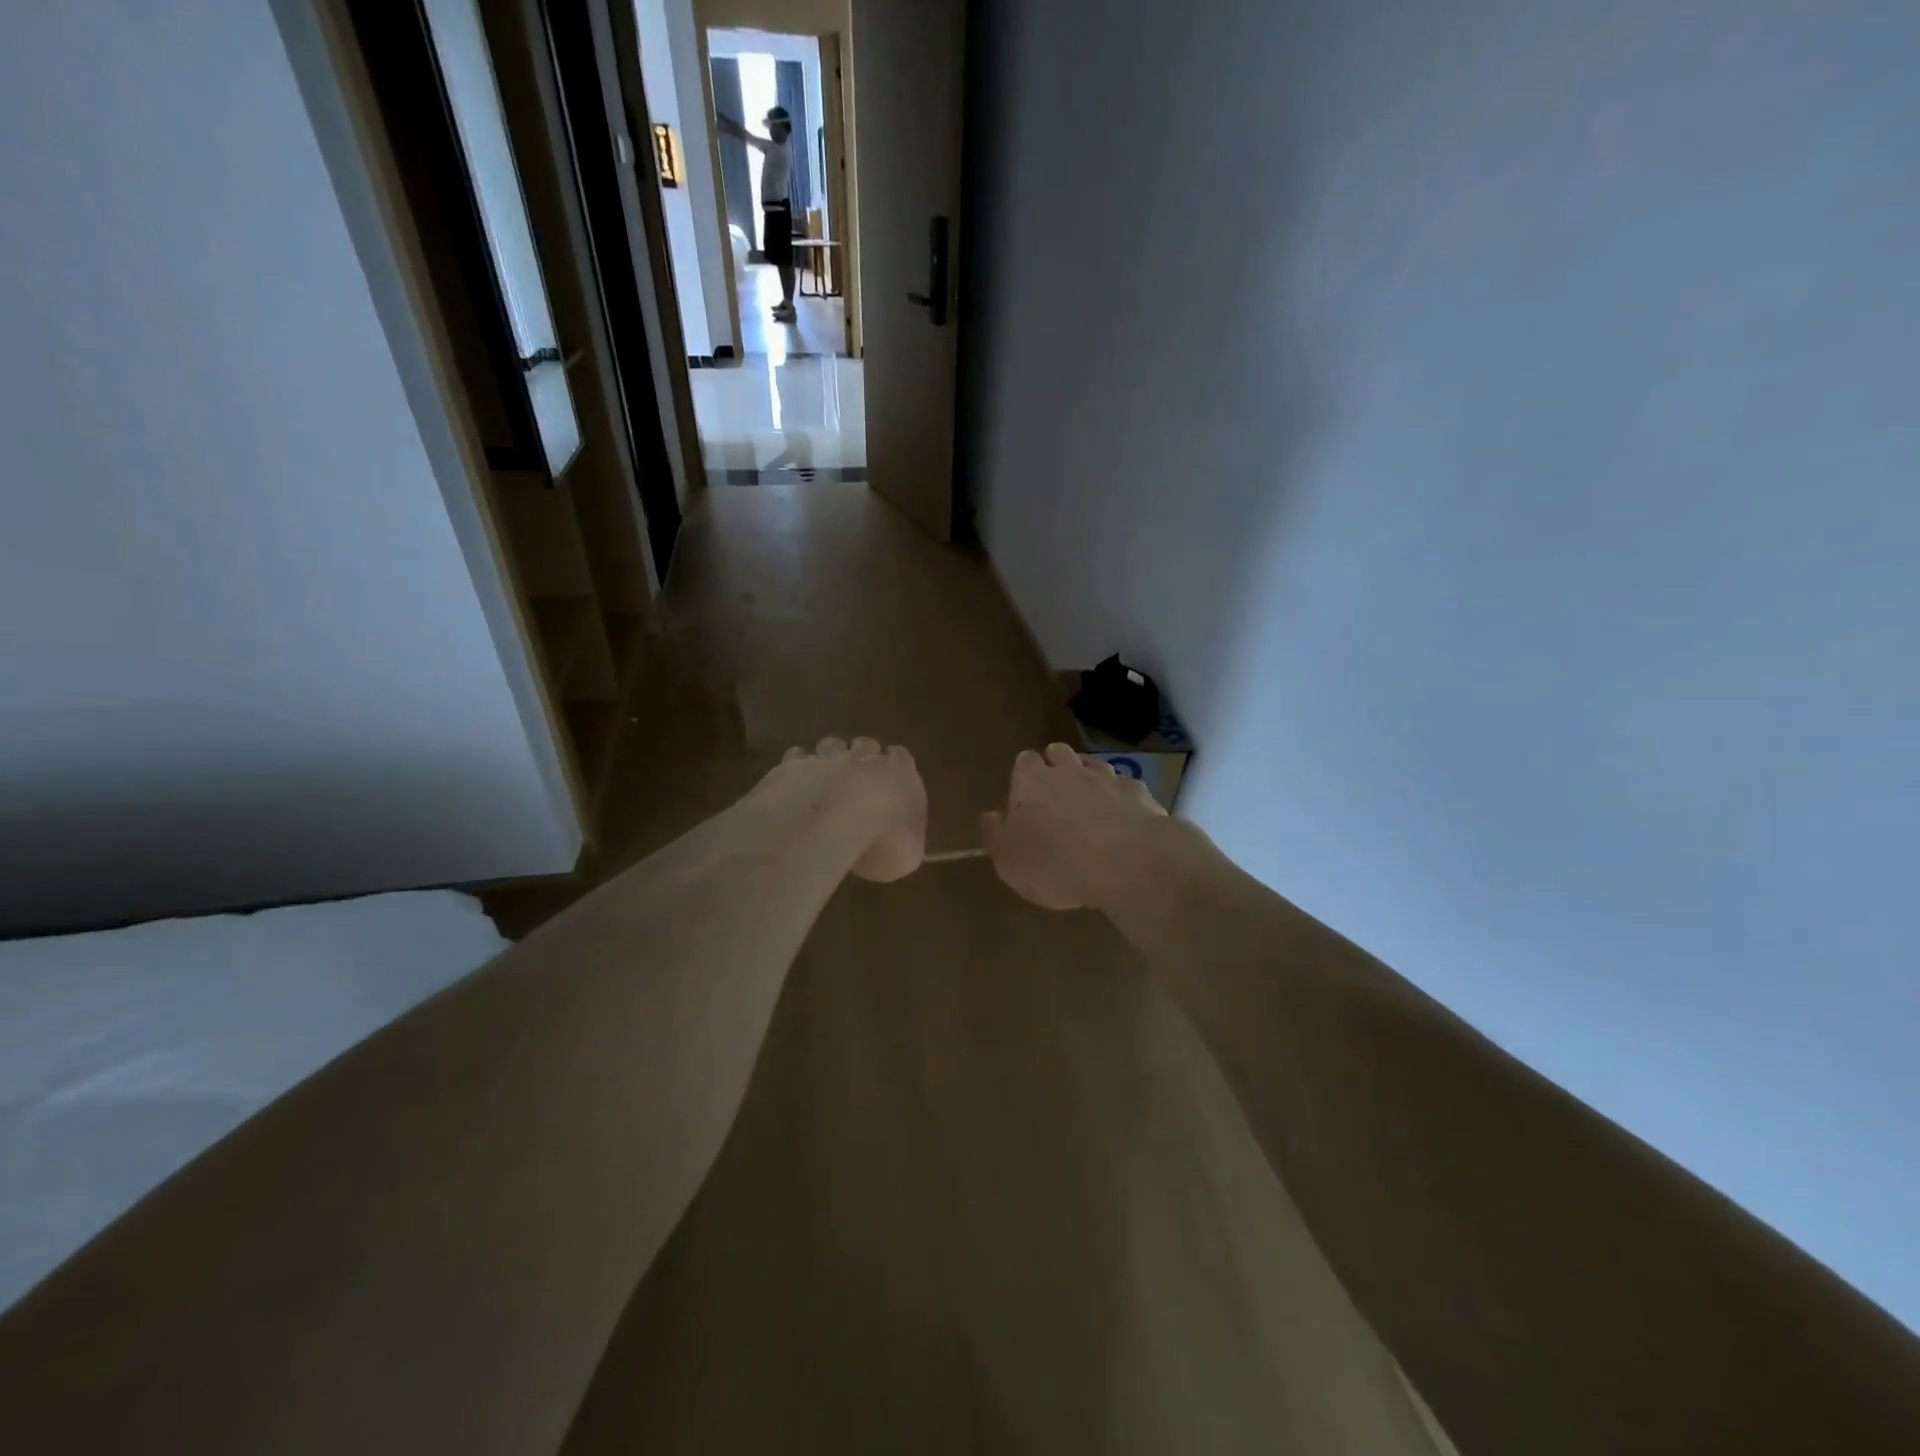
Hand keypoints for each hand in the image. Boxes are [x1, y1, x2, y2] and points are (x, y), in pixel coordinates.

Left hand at [774, 737, 926, 881]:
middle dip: (863, 758)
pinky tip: (795, 784)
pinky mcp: (794, 766)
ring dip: (830, 758)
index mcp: (900, 772)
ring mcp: (827, 758)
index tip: (891, 781)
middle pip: (866, 745)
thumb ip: (907, 844)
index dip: (895, 767)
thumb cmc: (883, 839)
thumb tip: (903, 850)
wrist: (830, 823)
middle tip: (858, 780)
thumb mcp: (908, 855)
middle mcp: (865, 757)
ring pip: (831, 745)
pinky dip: (797, 768)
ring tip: (825, 779)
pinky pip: (797, 758)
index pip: (901, 757)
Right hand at [982, 743, 1167, 910]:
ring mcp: (1107, 778)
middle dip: (1055, 766)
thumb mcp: (1009, 861)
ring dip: (1089, 780)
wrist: (1128, 862)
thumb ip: (995, 835)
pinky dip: (1120, 800)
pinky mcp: (1139, 794)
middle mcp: (1069, 771)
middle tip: (1054, 797)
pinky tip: (1122, 823)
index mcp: (1032, 781)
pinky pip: (1125, 788)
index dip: (1024, 775)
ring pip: (1094, 766)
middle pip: (1058, 753)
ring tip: (1088, 809)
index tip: (1024, 798)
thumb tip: (990, 816)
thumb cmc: (1056, 864)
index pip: (1023, 761)